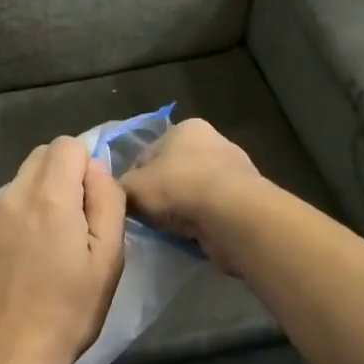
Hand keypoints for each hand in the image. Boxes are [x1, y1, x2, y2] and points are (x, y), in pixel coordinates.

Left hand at [0, 137, 126, 363]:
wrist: (9, 356)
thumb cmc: (69, 311)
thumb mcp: (109, 258)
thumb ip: (107, 200)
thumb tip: (95, 168)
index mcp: (50, 196)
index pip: (68, 145)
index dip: (86, 166)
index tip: (92, 204)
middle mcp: (13, 194)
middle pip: (42, 157)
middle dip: (63, 175)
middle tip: (75, 223)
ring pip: (22, 182)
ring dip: (40, 197)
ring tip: (49, 246)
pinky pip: (4, 208)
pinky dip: (19, 218)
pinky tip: (24, 258)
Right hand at [119, 119, 262, 274]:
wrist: (232, 215)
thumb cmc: (179, 188)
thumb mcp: (133, 187)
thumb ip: (120, 187)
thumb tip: (118, 193)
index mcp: (185, 128)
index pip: (147, 155)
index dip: (134, 180)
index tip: (130, 203)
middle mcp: (212, 141)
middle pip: (172, 172)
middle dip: (161, 194)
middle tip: (149, 218)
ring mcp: (233, 170)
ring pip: (193, 192)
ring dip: (183, 209)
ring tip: (171, 230)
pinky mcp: (246, 198)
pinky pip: (213, 210)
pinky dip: (202, 221)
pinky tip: (193, 235)